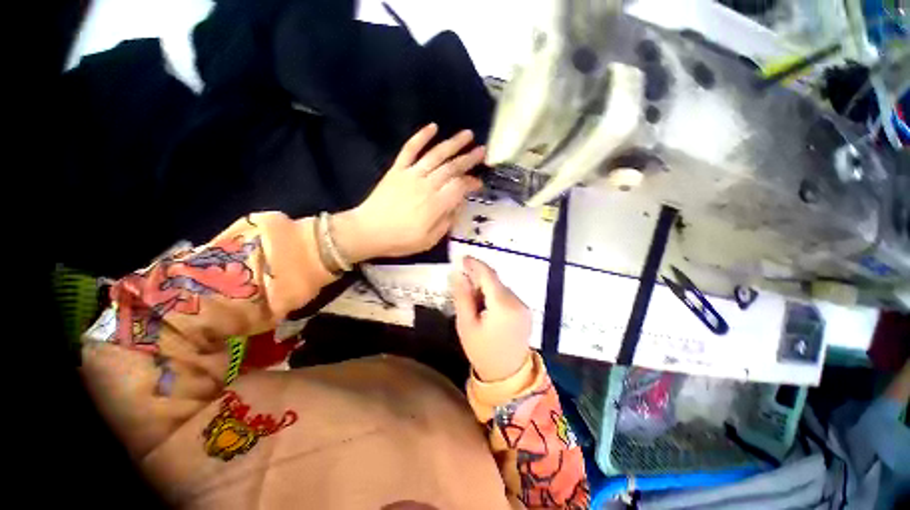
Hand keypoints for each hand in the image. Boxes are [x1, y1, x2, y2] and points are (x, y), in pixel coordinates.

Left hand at [332, 123, 484, 261]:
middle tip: (482, 151)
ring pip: (436, 155)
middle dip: (469, 158)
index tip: (479, 183)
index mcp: (436, 204)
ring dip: (453, 143)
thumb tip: (458, 205)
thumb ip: (446, 221)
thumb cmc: (400, 240)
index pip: (460, 187)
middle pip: (452, 168)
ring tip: (467, 134)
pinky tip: (432, 127)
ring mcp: (411, 175)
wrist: (368, 231)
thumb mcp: (429, 240)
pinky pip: (410, 149)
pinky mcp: (397, 170)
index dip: (472, 182)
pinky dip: (421, 137)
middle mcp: (426, 185)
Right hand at [451, 256, 532, 381]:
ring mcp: (524, 307)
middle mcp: (517, 301)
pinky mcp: (525, 312)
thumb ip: (462, 297)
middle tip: (462, 283)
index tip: (462, 258)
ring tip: (473, 301)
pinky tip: (485, 307)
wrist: (508, 376)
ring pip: (501, 288)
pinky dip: (494, 295)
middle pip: (495, 281)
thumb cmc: (482, 351)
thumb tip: (458, 274)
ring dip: (486, 287)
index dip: (475, 264)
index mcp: (503, 305)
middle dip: (479, 278)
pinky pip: (507, 296)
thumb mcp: (466, 325)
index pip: (489, 275)